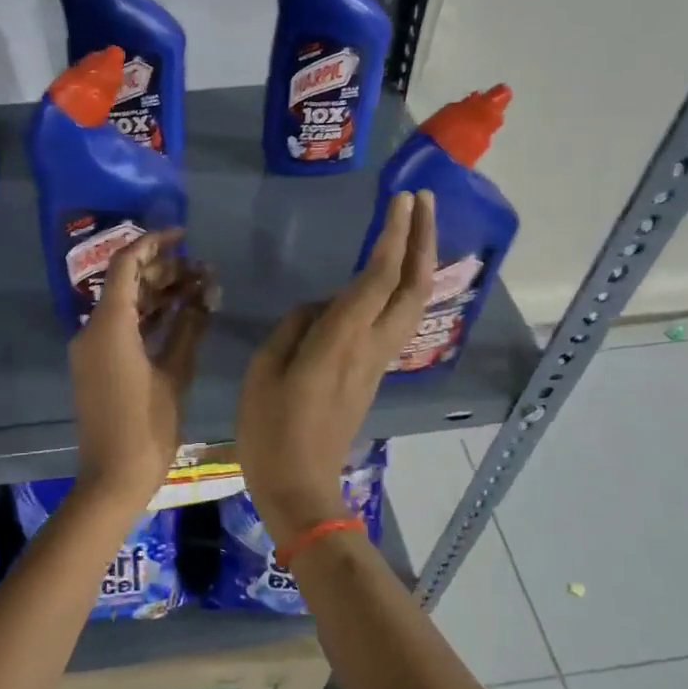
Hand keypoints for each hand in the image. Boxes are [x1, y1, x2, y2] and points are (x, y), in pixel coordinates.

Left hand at [70, 228, 213, 510]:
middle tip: (204, 271)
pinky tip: (182, 314)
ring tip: (201, 289)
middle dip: (165, 271)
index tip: (184, 236)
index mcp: (108, 326)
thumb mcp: (174, 375)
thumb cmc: (146, 428)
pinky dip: (149, 319)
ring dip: (160, 294)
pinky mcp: (98, 365)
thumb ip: (189, 328)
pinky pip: (123, 329)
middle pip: (127, 283)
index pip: (125, 265)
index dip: (153, 244)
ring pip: (126, 306)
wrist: (112, 478)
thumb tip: (206, 293)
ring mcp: (93, 349)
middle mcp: (93, 330)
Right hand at [236, 190, 436, 546]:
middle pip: (412, 286)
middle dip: (423, 239)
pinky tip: (391, 275)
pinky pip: (397, 320)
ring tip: (415, 226)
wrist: (301, 488)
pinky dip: (404, 287)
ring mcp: (377, 362)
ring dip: (419, 261)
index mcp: (340, 341)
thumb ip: (293, 329)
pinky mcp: (372, 374)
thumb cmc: (270, 431)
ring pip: (412, 303)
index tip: (401, 200)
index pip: (378, 278)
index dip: (394, 236)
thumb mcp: (264, 372)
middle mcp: (370, 346)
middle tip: (423, 201)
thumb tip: (319, 310)